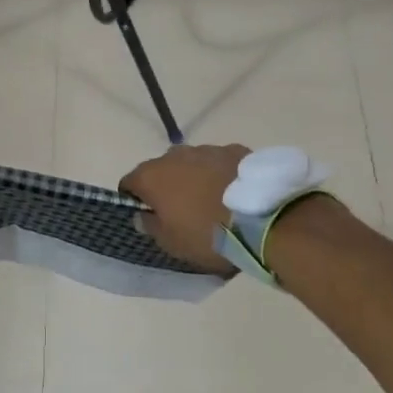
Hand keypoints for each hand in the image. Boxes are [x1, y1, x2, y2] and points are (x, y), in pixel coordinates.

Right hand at [119, 143, 249, 272]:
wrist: (264, 218)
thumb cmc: (207, 234)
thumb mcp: (172, 243)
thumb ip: (151, 227)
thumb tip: (142, 215)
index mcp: (151, 176)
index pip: (128, 183)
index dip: (134, 200)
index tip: (147, 217)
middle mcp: (174, 155)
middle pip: (160, 170)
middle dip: (166, 188)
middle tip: (181, 212)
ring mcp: (206, 149)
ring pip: (191, 164)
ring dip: (194, 179)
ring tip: (211, 203)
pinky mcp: (235, 150)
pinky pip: (219, 163)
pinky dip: (220, 175)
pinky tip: (233, 194)